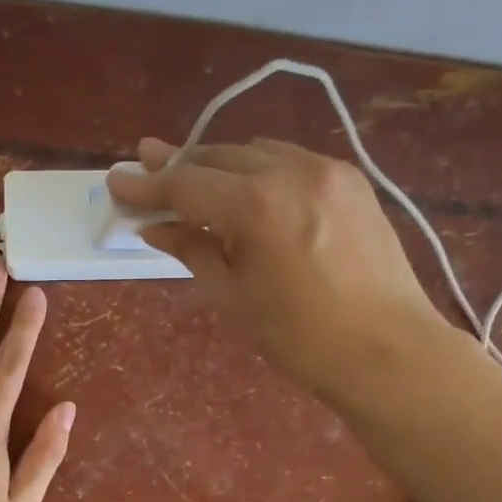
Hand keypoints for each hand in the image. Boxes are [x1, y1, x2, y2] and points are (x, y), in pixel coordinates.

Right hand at [106, 137, 450, 406]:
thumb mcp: (233, 297)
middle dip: (179, 164)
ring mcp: (326, 170)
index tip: (116, 179)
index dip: (146, 185)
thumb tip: (157, 228)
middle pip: (218, 158)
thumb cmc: (299, 337)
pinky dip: (259, 168)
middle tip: (145, 163)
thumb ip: (193, 250)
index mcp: (256, 206)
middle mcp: (290, 171)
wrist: (386, 349)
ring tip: (193, 175)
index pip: (185, 185)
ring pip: (256, 153)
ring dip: (219, 163)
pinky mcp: (351, 179)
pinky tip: (247, 185)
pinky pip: (290, 160)